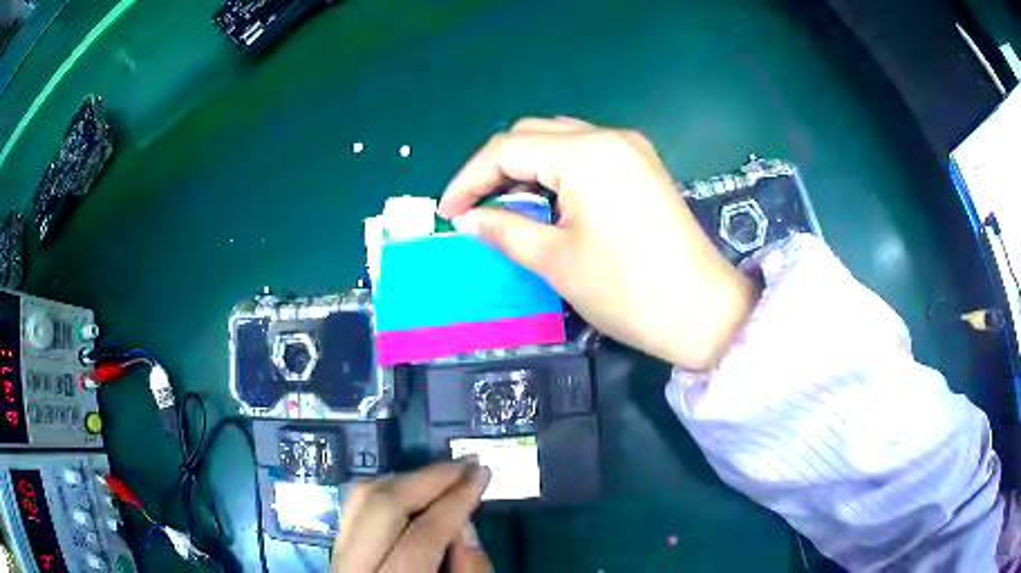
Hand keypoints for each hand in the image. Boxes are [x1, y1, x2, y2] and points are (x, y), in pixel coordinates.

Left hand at [332, 461, 491, 572]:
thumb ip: (470, 572)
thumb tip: (465, 524)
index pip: (421, 535)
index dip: (455, 501)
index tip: (482, 473)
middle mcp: (353, 568)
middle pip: (382, 506)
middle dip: (429, 478)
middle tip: (467, 464)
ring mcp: (337, 556)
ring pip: (361, 498)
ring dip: (406, 479)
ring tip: (444, 475)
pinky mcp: (334, 549)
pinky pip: (354, 506)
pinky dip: (385, 490)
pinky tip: (412, 490)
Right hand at [438, 117, 757, 369]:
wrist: (701, 311)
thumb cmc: (627, 290)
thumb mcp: (555, 260)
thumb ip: (504, 230)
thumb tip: (466, 220)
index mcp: (585, 154)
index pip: (506, 149)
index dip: (468, 179)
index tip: (448, 214)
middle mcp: (608, 137)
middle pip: (531, 135)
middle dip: (495, 168)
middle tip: (475, 210)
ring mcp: (630, 148)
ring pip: (558, 140)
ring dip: (525, 168)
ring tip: (507, 208)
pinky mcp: (641, 166)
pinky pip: (585, 154)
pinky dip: (556, 172)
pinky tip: (546, 202)